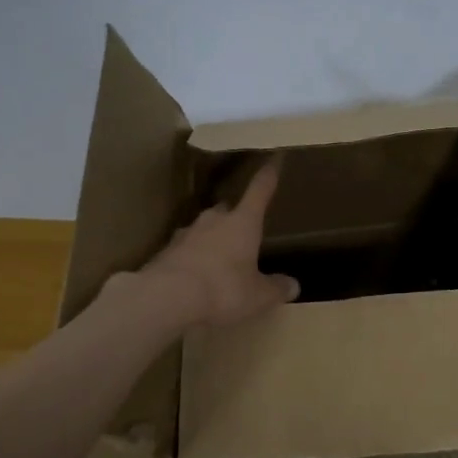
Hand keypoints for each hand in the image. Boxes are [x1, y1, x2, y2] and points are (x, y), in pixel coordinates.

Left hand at [135, 157, 299, 327]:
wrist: (166, 298)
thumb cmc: (223, 289)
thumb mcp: (259, 296)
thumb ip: (276, 289)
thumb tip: (293, 285)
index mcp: (243, 222)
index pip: (260, 192)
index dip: (268, 176)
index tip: (274, 159)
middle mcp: (214, 220)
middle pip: (227, 210)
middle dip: (236, 217)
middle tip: (244, 232)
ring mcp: (185, 234)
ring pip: (203, 229)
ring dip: (212, 239)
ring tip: (219, 260)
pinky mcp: (164, 252)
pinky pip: (184, 251)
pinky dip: (192, 259)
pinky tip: (195, 278)